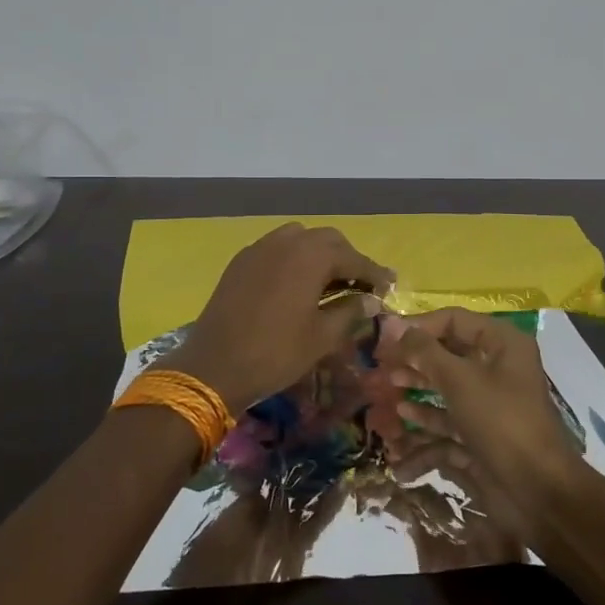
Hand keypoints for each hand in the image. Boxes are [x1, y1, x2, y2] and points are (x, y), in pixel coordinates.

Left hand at [157, 224, 393, 413]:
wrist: (214, 366)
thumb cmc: (276, 353)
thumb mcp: (322, 337)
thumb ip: (350, 312)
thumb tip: (370, 300)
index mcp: (310, 256)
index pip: (353, 257)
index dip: (373, 273)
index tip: (389, 286)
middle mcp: (286, 242)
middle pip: (327, 240)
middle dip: (347, 258)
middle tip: (360, 285)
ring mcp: (259, 249)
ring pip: (299, 239)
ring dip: (318, 255)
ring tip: (328, 282)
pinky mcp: (241, 262)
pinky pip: (276, 249)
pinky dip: (293, 259)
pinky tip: (296, 284)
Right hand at [374, 310, 582, 527]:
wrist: (538, 491)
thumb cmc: (500, 421)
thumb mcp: (460, 380)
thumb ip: (424, 351)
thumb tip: (392, 325)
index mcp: (502, 344)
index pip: (454, 321)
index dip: (419, 327)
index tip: (386, 338)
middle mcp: (497, 368)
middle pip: (448, 355)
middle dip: (414, 361)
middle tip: (382, 367)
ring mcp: (489, 404)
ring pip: (446, 389)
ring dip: (417, 391)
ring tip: (389, 393)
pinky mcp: (481, 435)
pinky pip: (449, 423)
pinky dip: (427, 424)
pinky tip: (402, 427)